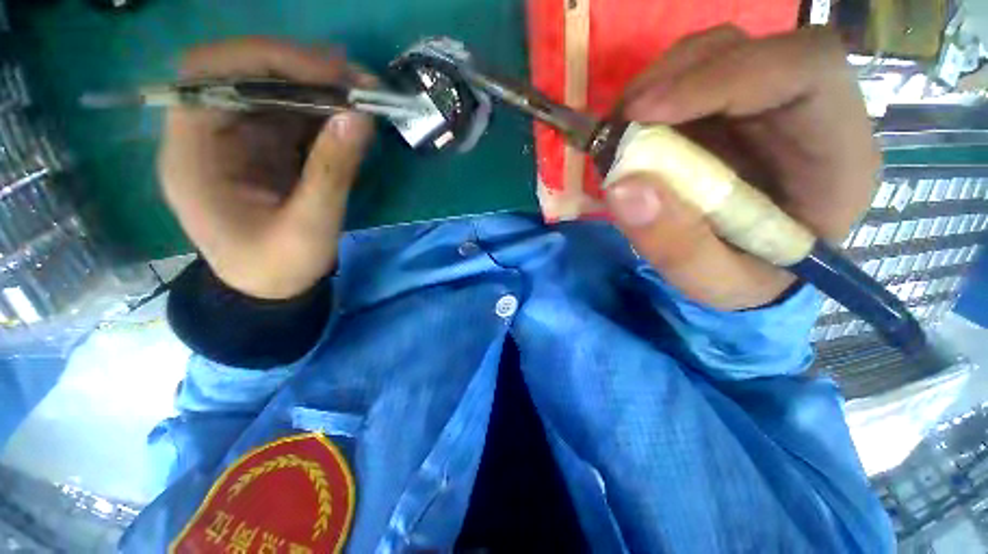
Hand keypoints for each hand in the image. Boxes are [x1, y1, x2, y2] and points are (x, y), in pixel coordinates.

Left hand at [159, 38, 373, 298]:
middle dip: (301, 70)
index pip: (208, 76)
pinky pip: (291, 116)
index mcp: (192, 156)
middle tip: (356, 81)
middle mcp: (207, 136)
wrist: (270, 290)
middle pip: (242, 74)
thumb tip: (360, 118)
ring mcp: (237, 140)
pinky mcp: (264, 149)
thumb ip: (332, 173)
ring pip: (272, 91)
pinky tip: (352, 117)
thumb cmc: (277, 268)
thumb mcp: (309, 228)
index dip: (266, 61)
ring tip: (364, 94)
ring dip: (319, 88)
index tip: (328, 73)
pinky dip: (324, 111)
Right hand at [607, 27, 878, 309]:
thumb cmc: (746, 280)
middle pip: (752, 49)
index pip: (804, 69)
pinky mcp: (728, 111)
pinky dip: (651, 99)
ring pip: (716, 54)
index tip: (645, 113)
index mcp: (837, 155)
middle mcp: (807, 113)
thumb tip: (624, 186)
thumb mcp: (711, 282)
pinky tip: (630, 132)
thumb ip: (674, 244)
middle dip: (678, 76)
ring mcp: (764, 105)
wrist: (749, 273)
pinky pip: (690, 79)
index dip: (723, 76)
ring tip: (619, 131)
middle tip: (621, 122)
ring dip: (658, 85)